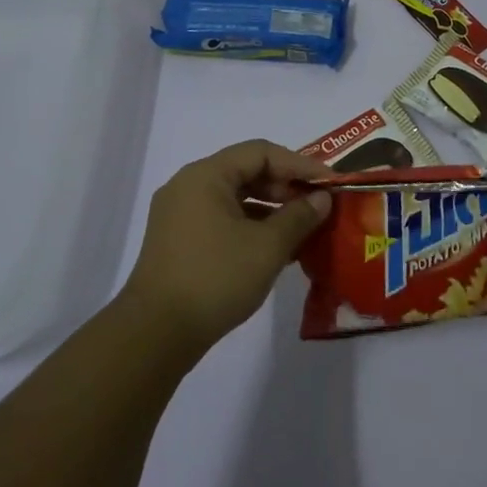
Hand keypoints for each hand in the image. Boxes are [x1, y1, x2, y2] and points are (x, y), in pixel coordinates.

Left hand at [121, 140, 331, 356]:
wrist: (156, 333)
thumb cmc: (216, 278)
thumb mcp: (268, 246)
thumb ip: (299, 216)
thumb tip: (322, 199)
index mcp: (205, 176)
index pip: (260, 152)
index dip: (299, 164)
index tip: (329, 183)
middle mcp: (188, 187)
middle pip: (246, 172)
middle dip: (285, 187)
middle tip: (318, 206)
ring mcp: (179, 215)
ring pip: (235, 199)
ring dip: (270, 210)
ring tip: (303, 230)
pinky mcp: (178, 242)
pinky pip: (222, 220)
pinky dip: (250, 227)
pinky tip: (275, 249)